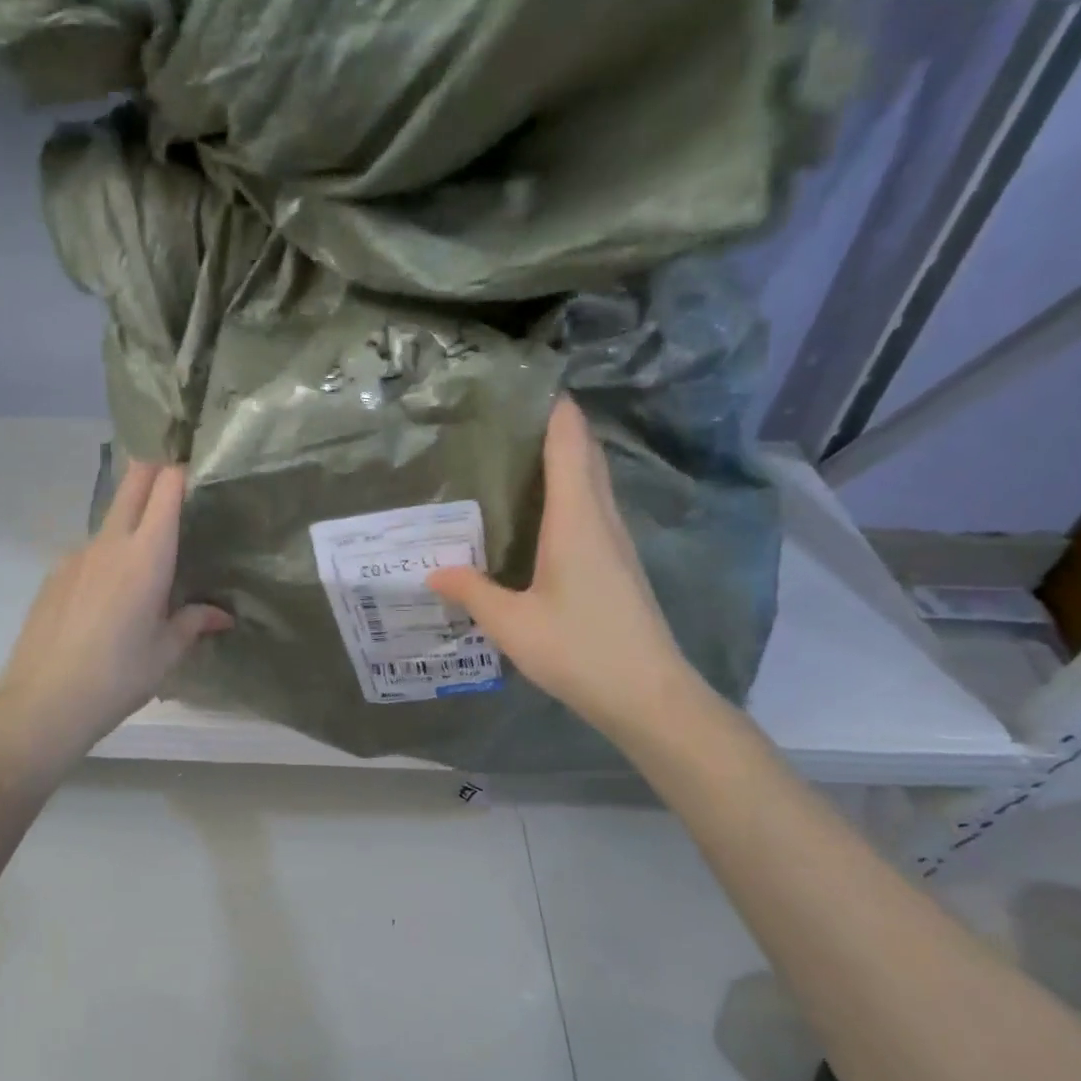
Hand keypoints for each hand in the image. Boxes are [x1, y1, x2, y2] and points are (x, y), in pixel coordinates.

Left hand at [0, 461, 230, 779]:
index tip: (199, 475)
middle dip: (155, 471)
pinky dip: (108, 558)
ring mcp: (76, 555)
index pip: (166, 488)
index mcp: (146, 556)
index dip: (183, 471)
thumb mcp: (166, 652)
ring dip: (132, 523)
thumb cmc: (118, 676)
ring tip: (148, 565)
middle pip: (133, 483)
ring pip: (111, 520)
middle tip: (177, 484)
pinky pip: (90, 552)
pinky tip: (110, 599)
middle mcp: (110, 543)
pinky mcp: (54, 574)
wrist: (43, 703)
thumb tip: (221, 615)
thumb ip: (194, 623)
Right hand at [428, 397, 705, 741]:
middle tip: (508, 419)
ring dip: (566, 460)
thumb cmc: (579, 649)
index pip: (569, 445)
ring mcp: (616, 542)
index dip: (553, 410)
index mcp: (576, 520)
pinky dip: (570, 492)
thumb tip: (432, 572)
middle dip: (556, 428)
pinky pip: (593, 509)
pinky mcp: (619, 565)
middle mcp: (601, 520)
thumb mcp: (511, 624)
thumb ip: (471, 592)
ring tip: (518, 456)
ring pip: (592, 483)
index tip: (525, 385)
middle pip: (585, 456)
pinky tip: (543, 513)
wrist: (648, 695)